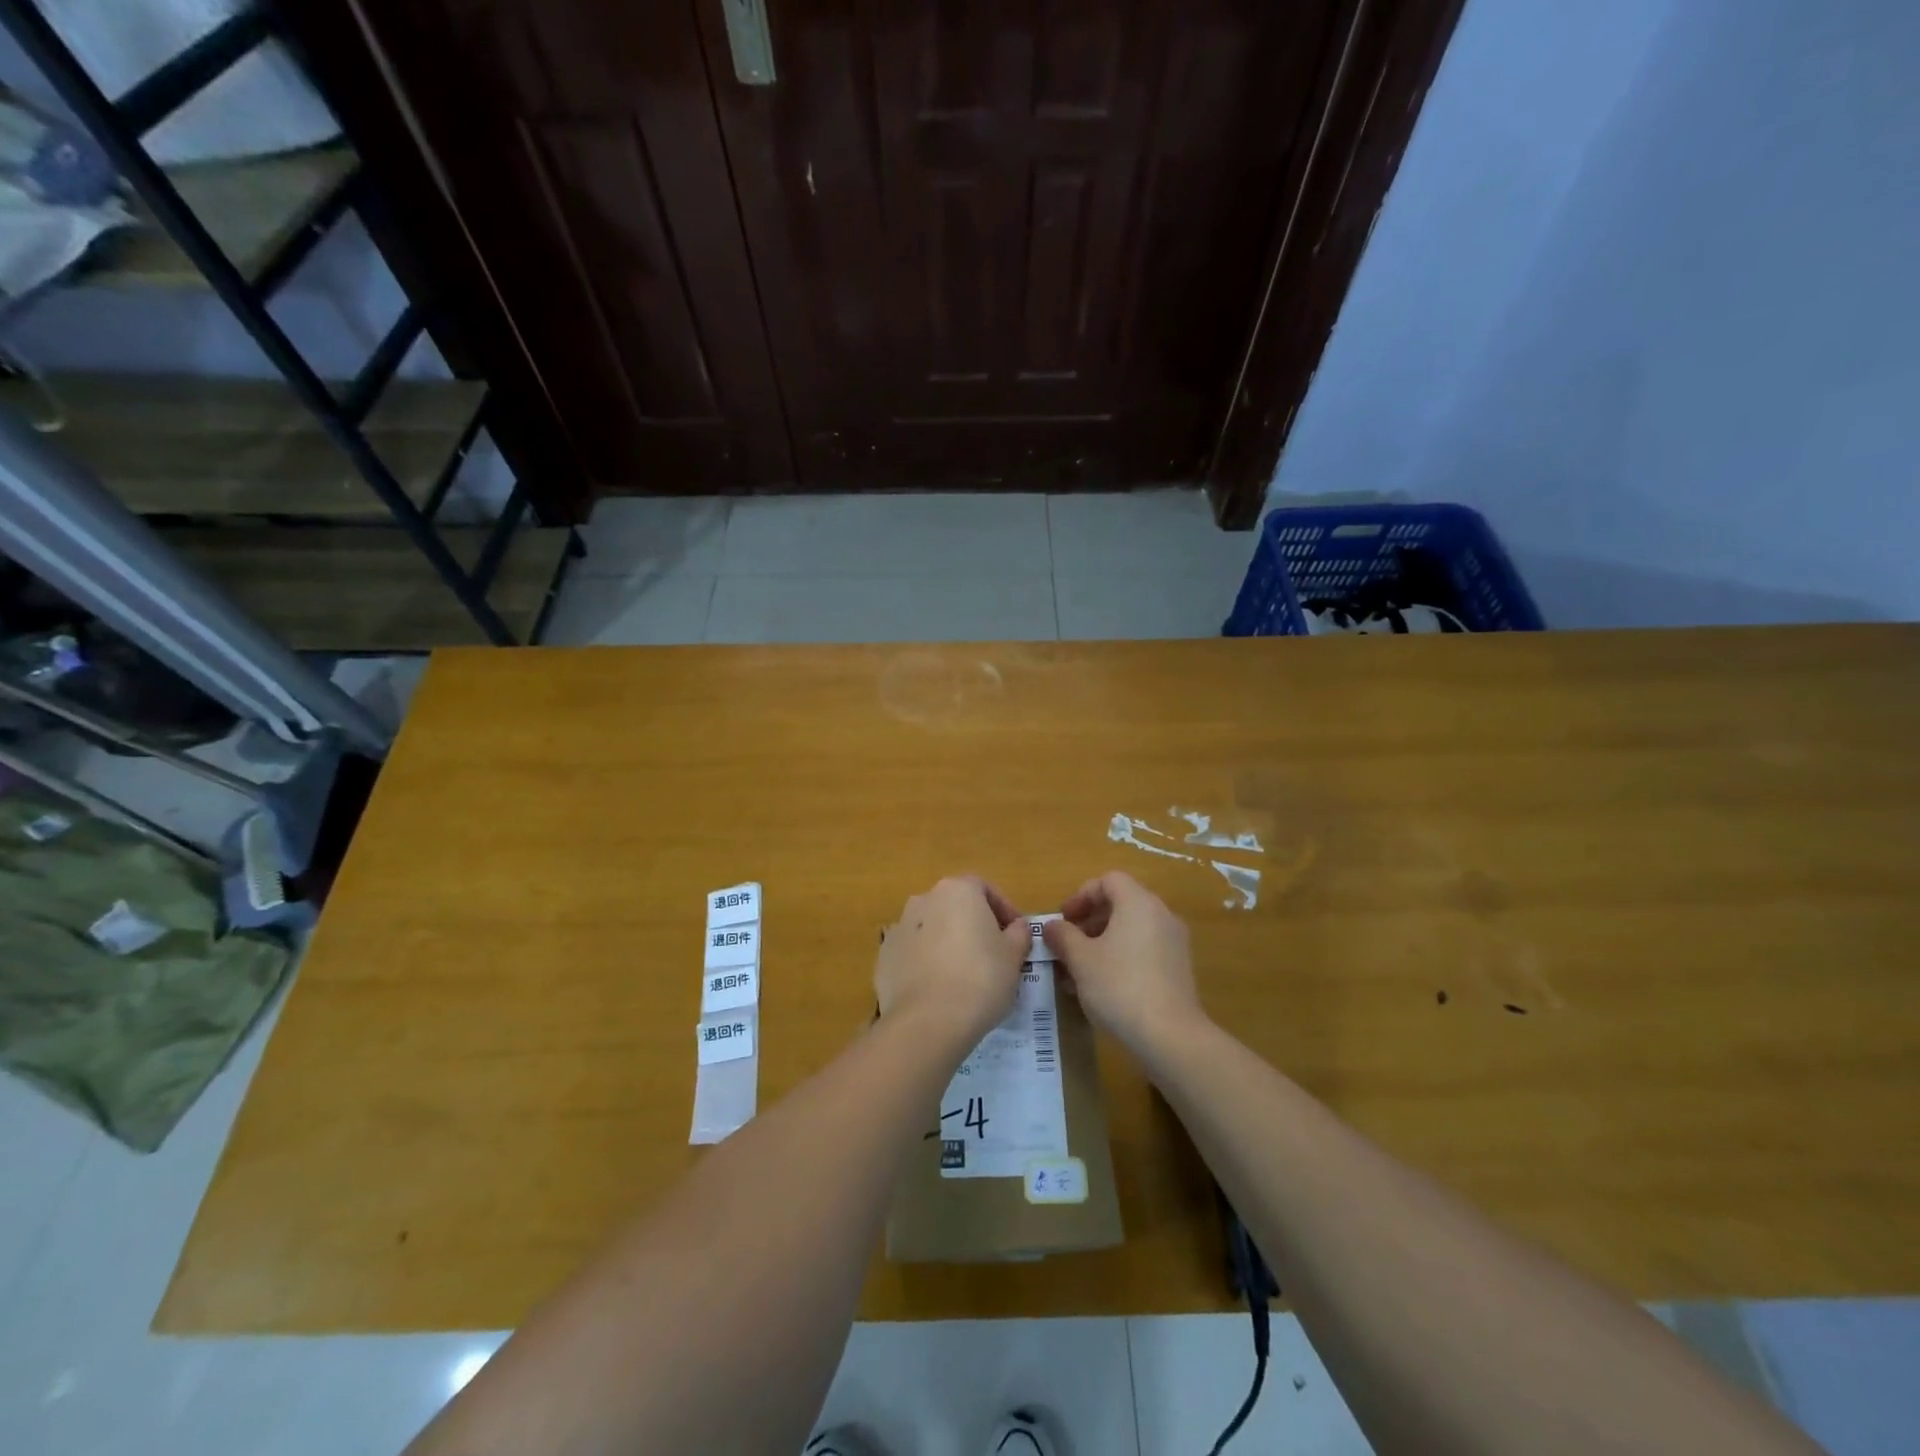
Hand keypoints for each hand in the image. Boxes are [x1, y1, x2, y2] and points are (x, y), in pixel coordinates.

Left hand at [875, 876, 1031, 1044]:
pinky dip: (925, 963)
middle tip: (992, 954)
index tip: (1015, 935)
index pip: (984, 889)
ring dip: (947, 943)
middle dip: (973, 925)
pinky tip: (938, 989)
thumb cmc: (980, 979)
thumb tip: (1016, 927)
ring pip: (931, 928)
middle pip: (955, 906)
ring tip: (963, 975)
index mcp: (957, 890)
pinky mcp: (884, 956)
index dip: (1003, 910)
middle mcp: (924, 899)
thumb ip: (1018, 934)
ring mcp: (899, 927)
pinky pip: (912, 953)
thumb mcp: (1013, 956)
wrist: (927, 1021)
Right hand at [1042, 871, 1203, 1053]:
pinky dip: (1121, 957)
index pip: (1108, 880)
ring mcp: (1174, 942)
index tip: (1064, 919)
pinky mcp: (1178, 969)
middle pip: (1121, 904)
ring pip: (1131, 930)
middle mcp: (1161, 915)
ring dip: (1102, 942)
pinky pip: (1144, 950)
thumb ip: (1062, 936)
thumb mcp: (1080, 959)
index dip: (1082, 895)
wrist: (1170, 1036)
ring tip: (1079, 970)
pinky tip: (1102, 986)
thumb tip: (1052, 926)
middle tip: (1068, 944)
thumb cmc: (1119, 986)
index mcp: (1138, 903)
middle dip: (1089, 921)